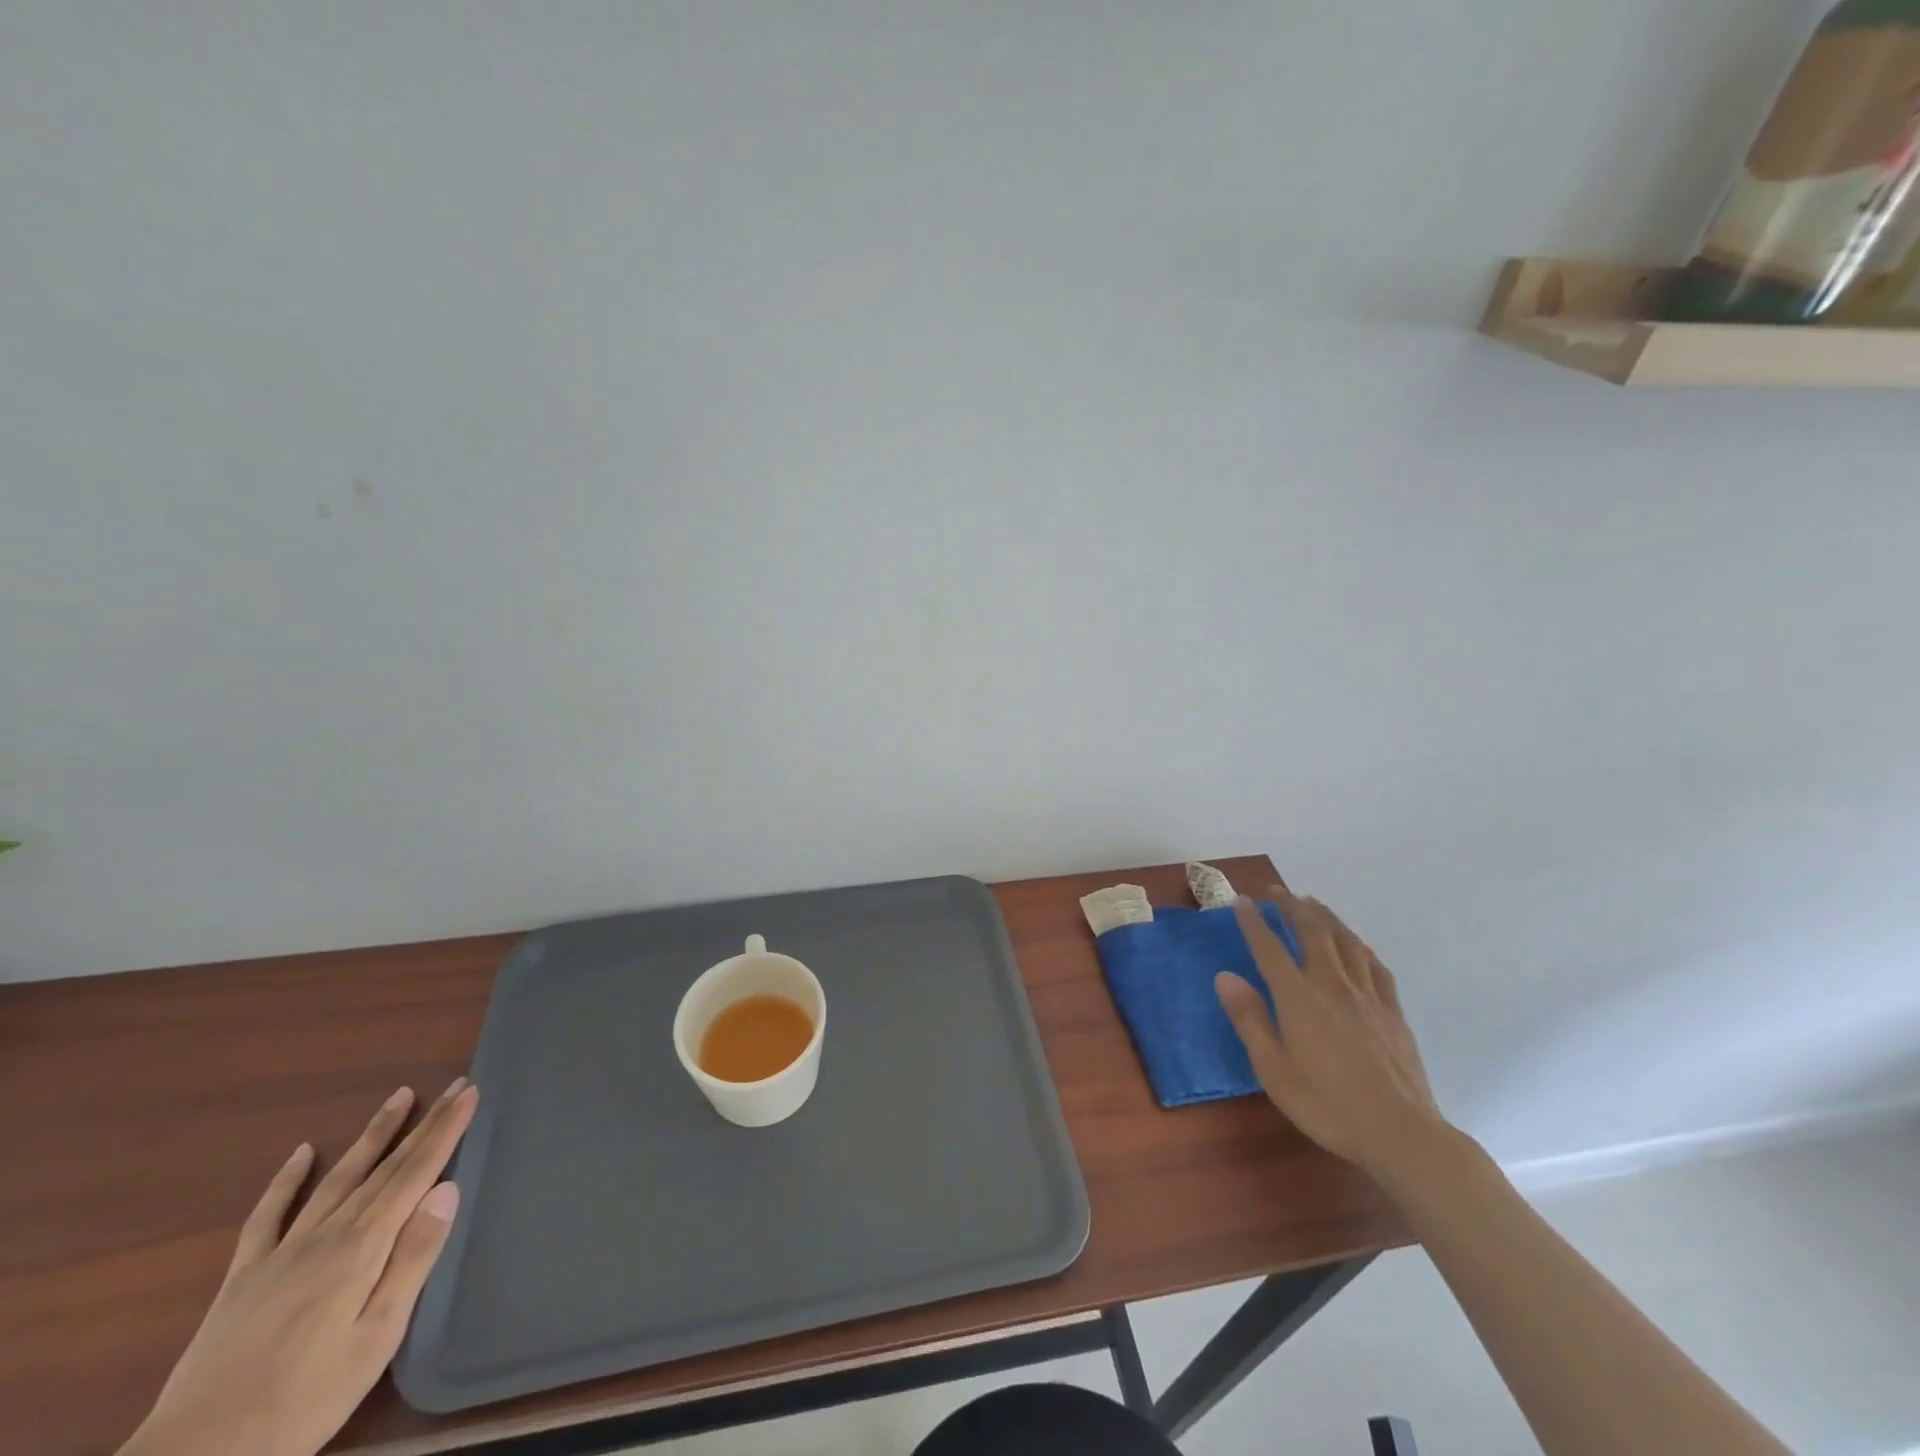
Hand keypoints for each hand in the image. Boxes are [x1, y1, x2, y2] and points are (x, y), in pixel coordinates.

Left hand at [120, 1078, 479, 1455]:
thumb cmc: (302, 1402)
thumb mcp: (376, 1337)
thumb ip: (413, 1258)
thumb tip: (447, 1188)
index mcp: (363, 1247)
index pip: (416, 1172)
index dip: (446, 1130)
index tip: (470, 1092)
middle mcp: (327, 1234)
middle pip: (385, 1167)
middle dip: (423, 1123)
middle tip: (453, 1085)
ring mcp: (281, 1252)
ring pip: (339, 1177)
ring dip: (373, 1135)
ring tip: (400, 1097)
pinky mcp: (244, 1277)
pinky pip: (268, 1216)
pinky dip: (287, 1180)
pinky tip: (303, 1153)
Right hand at [1215, 889, 1444, 1179]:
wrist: (1401, 1134)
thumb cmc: (1328, 1105)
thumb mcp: (1274, 1071)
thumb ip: (1250, 1020)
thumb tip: (1225, 976)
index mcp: (1299, 999)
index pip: (1270, 948)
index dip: (1253, 922)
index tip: (1241, 901)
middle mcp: (1332, 985)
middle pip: (1312, 931)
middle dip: (1291, 905)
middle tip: (1275, 891)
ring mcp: (1367, 996)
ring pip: (1346, 940)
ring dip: (1325, 916)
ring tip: (1312, 903)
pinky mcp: (1392, 1011)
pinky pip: (1375, 965)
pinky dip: (1359, 946)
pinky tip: (1355, 945)